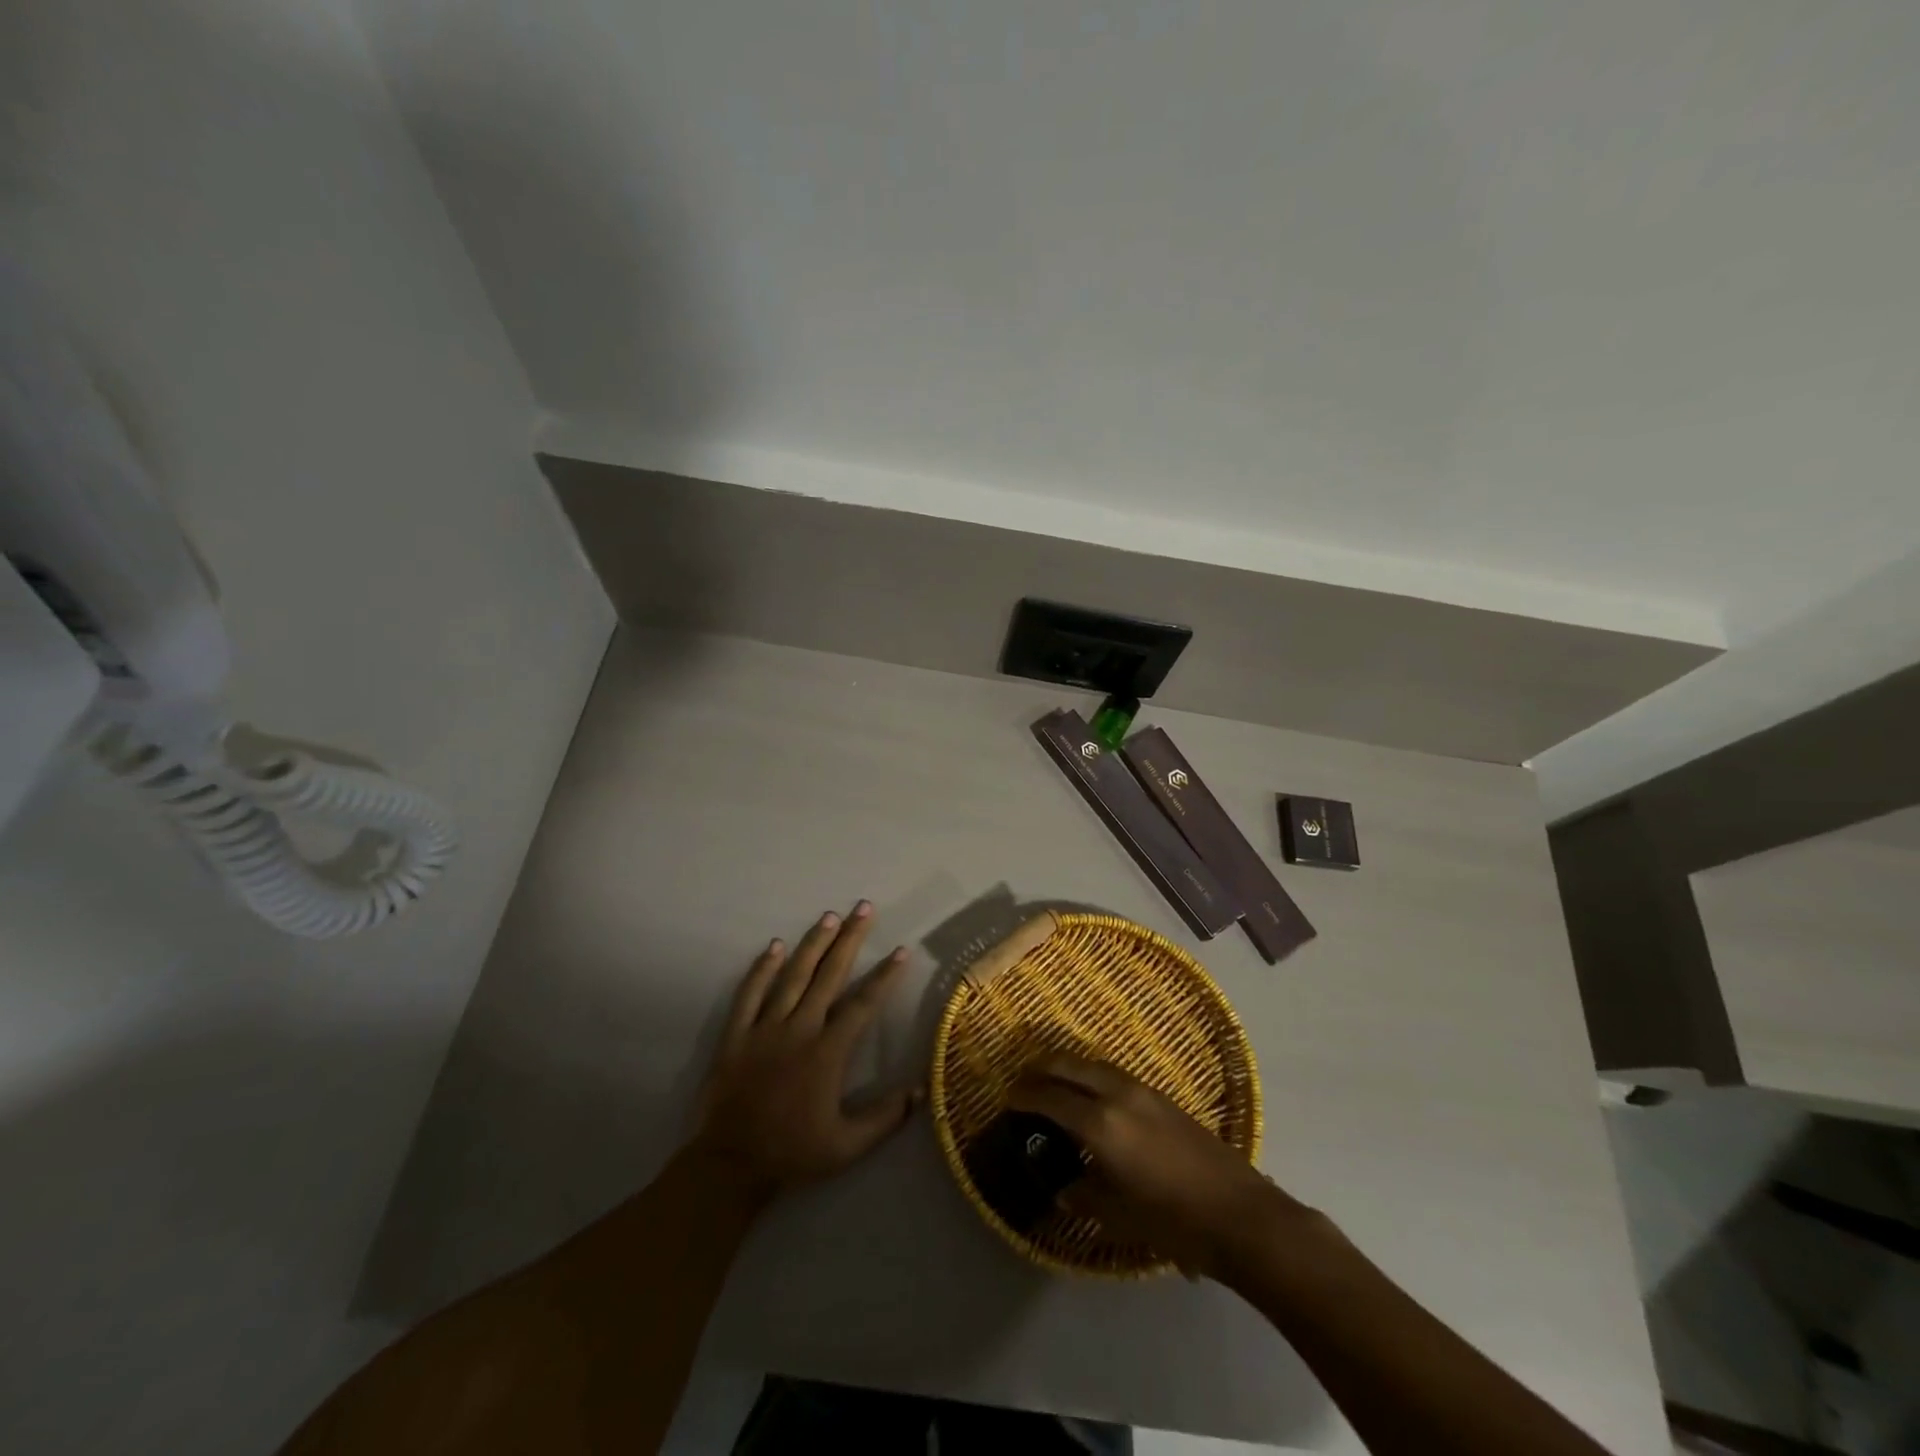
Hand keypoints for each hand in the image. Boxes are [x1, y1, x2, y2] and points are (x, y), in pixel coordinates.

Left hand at [687, 901, 919, 1203]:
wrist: (730, 1165)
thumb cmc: (793, 1153)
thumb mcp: (847, 1147)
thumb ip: (885, 1118)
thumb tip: (921, 1090)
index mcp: (827, 1053)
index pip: (862, 1004)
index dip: (884, 976)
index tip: (901, 951)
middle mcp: (798, 1030)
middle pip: (828, 975)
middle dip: (849, 939)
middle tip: (863, 909)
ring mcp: (764, 1029)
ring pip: (792, 976)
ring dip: (812, 944)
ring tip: (829, 916)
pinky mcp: (736, 1035)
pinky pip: (749, 994)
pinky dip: (761, 968)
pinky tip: (774, 946)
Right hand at [1007, 1052, 1296, 1278]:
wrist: (1238, 1213)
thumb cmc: (1173, 1220)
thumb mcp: (1118, 1216)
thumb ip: (1083, 1195)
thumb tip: (1062, 1188)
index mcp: (1099, 1124)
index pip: (1049, 1098)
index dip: (1024, 1096)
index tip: (1007, 1099)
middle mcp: (1116, 1094)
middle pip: (1067, 1064)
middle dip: (1040, 1068)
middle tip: (1022, 1081)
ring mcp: (1141, 1090)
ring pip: (1091, 1063)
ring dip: (1067, 1067)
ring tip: (1052, 1084)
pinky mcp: (1160, 1095)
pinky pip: (1112, 1073)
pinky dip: (1090, 1075)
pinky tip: (1091, 1097)